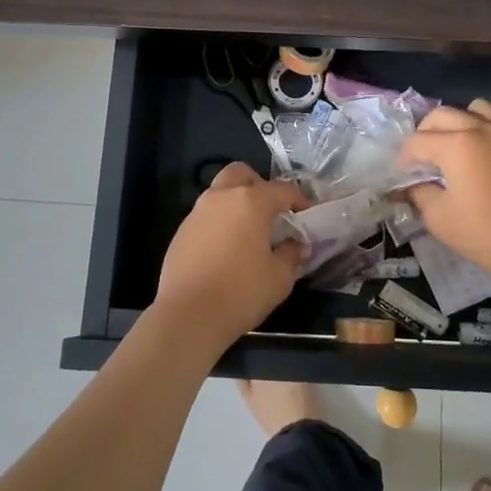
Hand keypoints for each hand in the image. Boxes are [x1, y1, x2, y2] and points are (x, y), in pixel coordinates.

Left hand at [152, 162, 306, 358]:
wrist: (188, 316)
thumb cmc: (241, 293)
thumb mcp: (279, 277)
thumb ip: (292, 254)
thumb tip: (298, 245)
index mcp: (251, 201)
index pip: (283, 190)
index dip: (300, 200)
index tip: (308, 215)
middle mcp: (222, 197)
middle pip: (242, 174)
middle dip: (259, 186)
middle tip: (271, 212)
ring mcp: (197, 212)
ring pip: (220, 192)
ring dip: (236, 202)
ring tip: (249, 232)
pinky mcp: (181, 231)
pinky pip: (206, 215)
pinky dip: (220, 222)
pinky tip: (226, 249)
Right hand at [394, 100, 490, 285]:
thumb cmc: (482, 233)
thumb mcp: (437, 217)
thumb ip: (419, 192)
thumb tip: (413, 183)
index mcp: (456, 145)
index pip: (418, 141)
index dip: (404, 158)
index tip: (401, 174)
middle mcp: (480, 129)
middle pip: (442, 115)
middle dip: (425, 132)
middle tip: (421, 157)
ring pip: (475, 109)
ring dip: (458, 121)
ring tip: (454, 144)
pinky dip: (484, 129)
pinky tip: (481, 155)